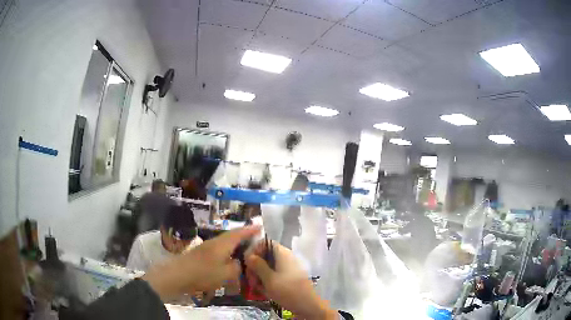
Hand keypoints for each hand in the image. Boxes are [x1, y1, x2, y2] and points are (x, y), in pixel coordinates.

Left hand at [142, 226, 259, 300]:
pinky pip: (219, 250)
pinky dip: (227, 252)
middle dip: (243, 236)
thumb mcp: (226, 274)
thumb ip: (237, 268)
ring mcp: (206, 247)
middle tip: (254, 238)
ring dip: (234, 244)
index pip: (239, 233)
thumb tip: (239, 262)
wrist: (178, 275)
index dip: (250, 230)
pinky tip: (228, 260)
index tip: (260, 227)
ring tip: (243, 250)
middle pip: (231, 236)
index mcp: (222, 244)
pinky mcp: (201, 254)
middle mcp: (215, 242)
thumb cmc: (203, 274)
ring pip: (225, 243)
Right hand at [245, 241, 337, 319]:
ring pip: (268, 267)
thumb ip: (257, 265)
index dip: (254, 250)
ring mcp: (288, 268)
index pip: (265, 243)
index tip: (247, 263)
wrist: (307, 305)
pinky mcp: (289, 277)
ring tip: (256, 287)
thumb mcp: (269, 279)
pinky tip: (263, 290)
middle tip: (250, 279)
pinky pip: (274, 275)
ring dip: (260, 275)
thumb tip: (249, 255)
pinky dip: (267, 281)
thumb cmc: (287, 290)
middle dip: (255, 266)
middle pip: (265, 256)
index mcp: (282, 253)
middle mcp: (286, 258)